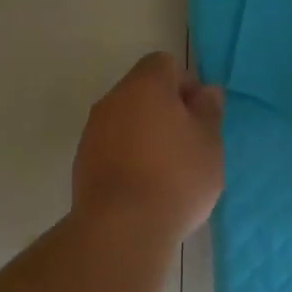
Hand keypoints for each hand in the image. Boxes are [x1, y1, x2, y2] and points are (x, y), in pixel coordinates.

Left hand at [72, 52, 224, 243]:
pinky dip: (128, 156)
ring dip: (145, 134)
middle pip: (142, 90)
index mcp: (145, 85)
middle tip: (189, 144)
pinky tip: (144, 186)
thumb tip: (206, 92)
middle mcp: (113, 99)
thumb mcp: (209, 143)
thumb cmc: (176, 177)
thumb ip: (208, 111)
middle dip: (166, 110)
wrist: (122, 227)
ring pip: (126, 119)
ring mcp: (93, 131)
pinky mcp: (83, 161)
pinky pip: (112, 146)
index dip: (186, 84)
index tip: (199, 116)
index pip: (165, 63)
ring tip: (168, 170)